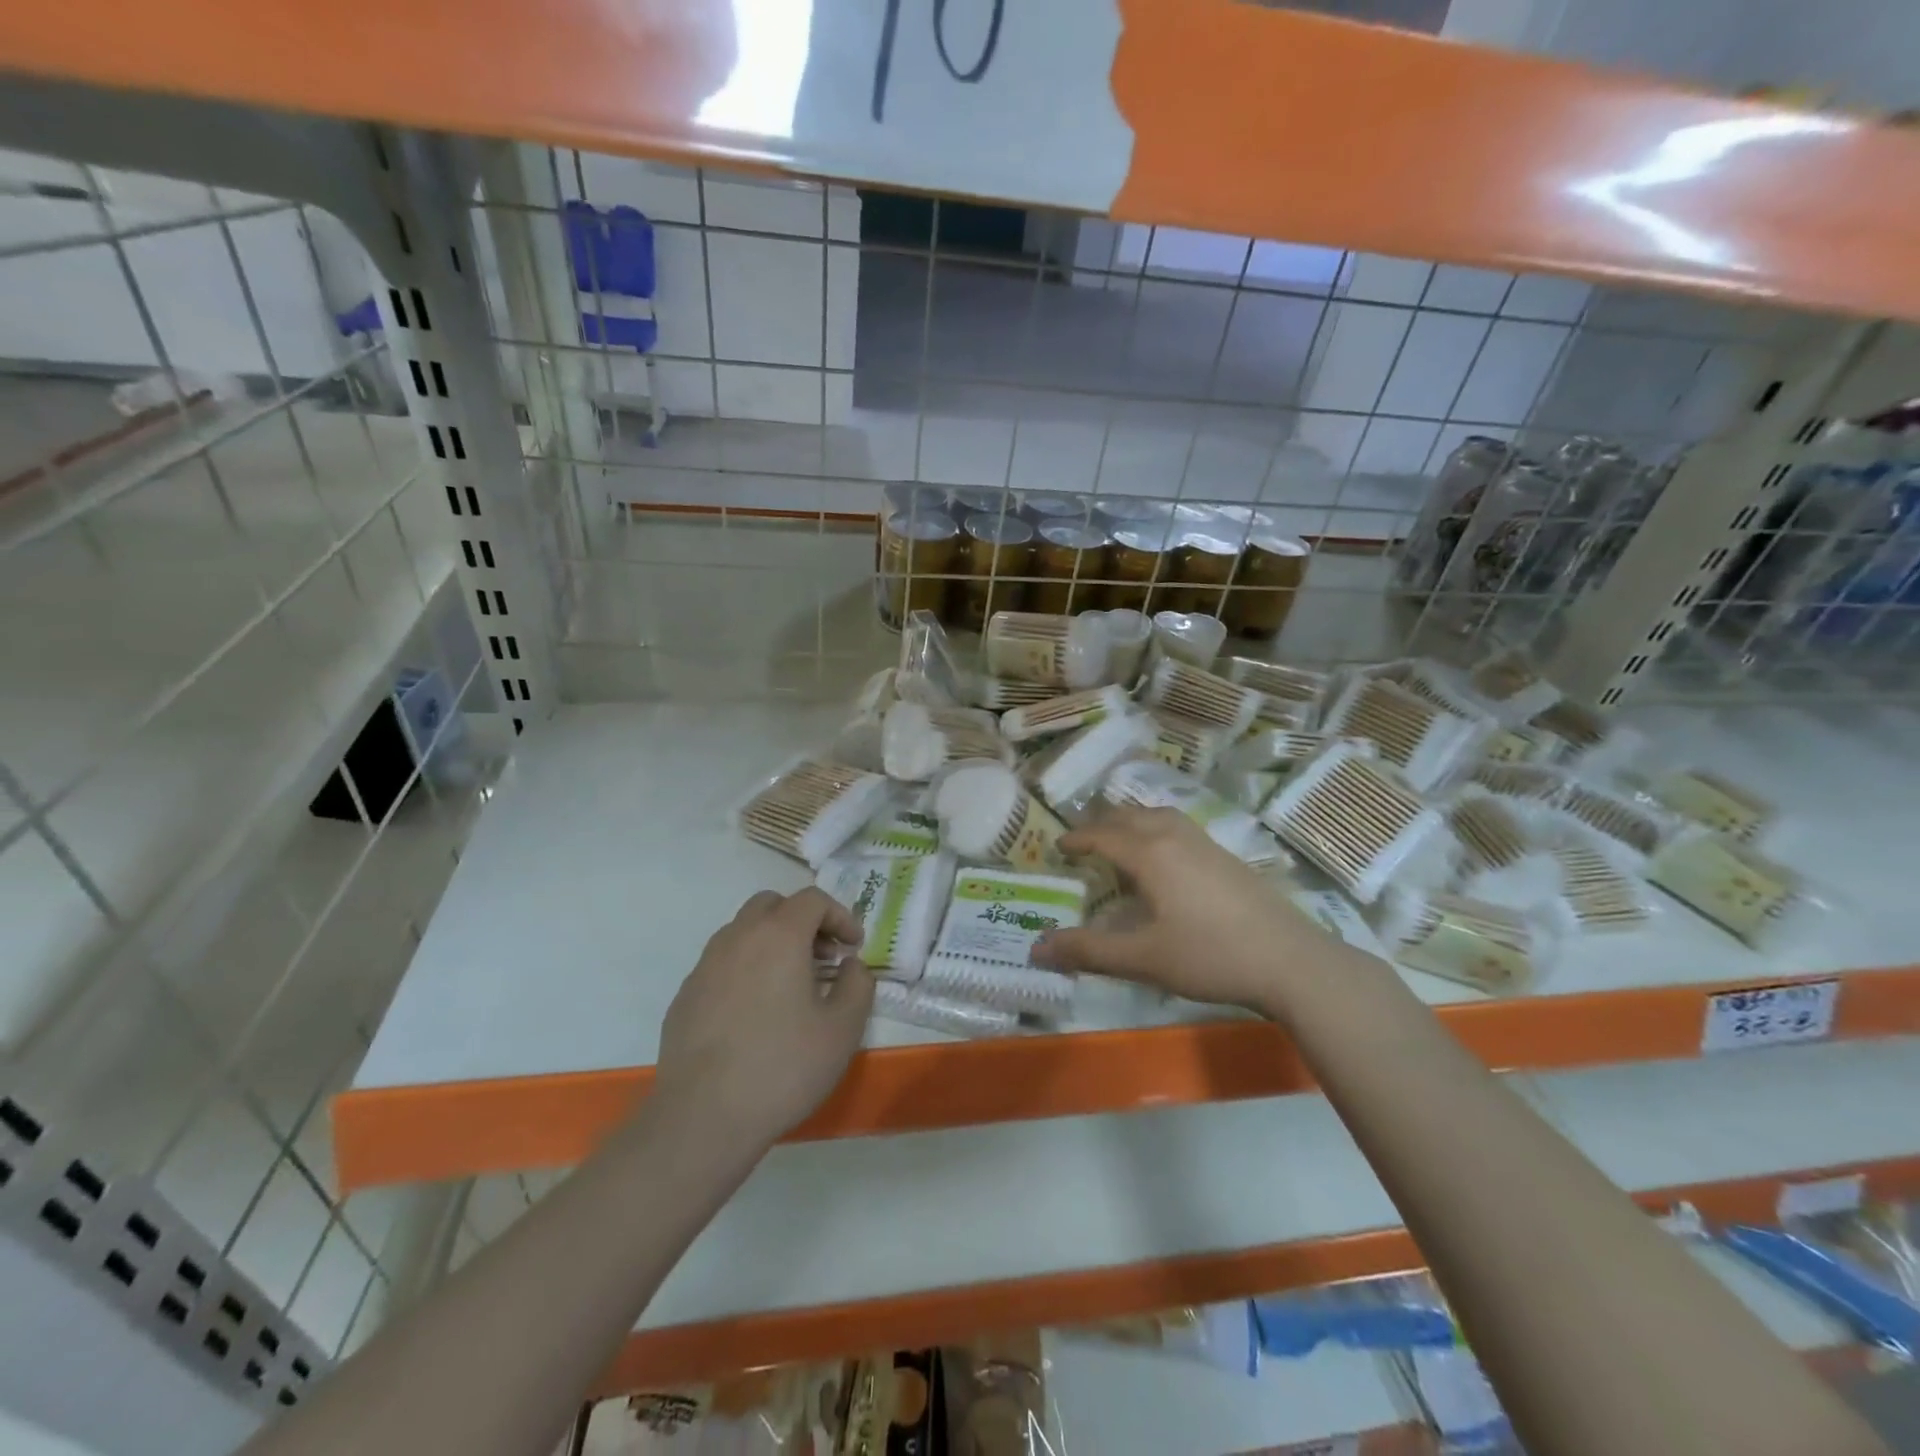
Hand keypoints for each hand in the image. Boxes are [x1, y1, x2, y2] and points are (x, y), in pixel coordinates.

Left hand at [654, 887, 874, 1148]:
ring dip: (772, 942)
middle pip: (772, 905)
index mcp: (779, 935)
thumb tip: (850, 966)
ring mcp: (705, 966)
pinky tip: (755, 1013)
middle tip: (822, 956)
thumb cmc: (783, 1067)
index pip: (813, 899)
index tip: (854, 947)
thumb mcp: (843, 1028)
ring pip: (743, 931)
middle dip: (802, 920)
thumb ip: (857, 984)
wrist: (703, 1118)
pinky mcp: (685, 995)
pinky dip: (745, 970)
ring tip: (790, 985)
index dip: (840, 916)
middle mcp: (738, 938)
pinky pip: (722, 964)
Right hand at [1031, 807, 1330, 1014]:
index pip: (1103, 835)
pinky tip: (1166, 859)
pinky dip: (1157, 830)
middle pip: (1130, 816)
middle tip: (1084, 843)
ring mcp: (1206, 844)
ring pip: (1159, 816)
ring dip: (1132, 822)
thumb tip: (1036, 949)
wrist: (1291, 961)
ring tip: (1121, 842)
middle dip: (1102, 825)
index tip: (1058, 847)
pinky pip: (1179, 827)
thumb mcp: (1143, 958)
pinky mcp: (1228, 857)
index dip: (1077, 839)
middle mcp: (1175, 837)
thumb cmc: (1210, 956)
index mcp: (1151, 854)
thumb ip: (1088, 951)